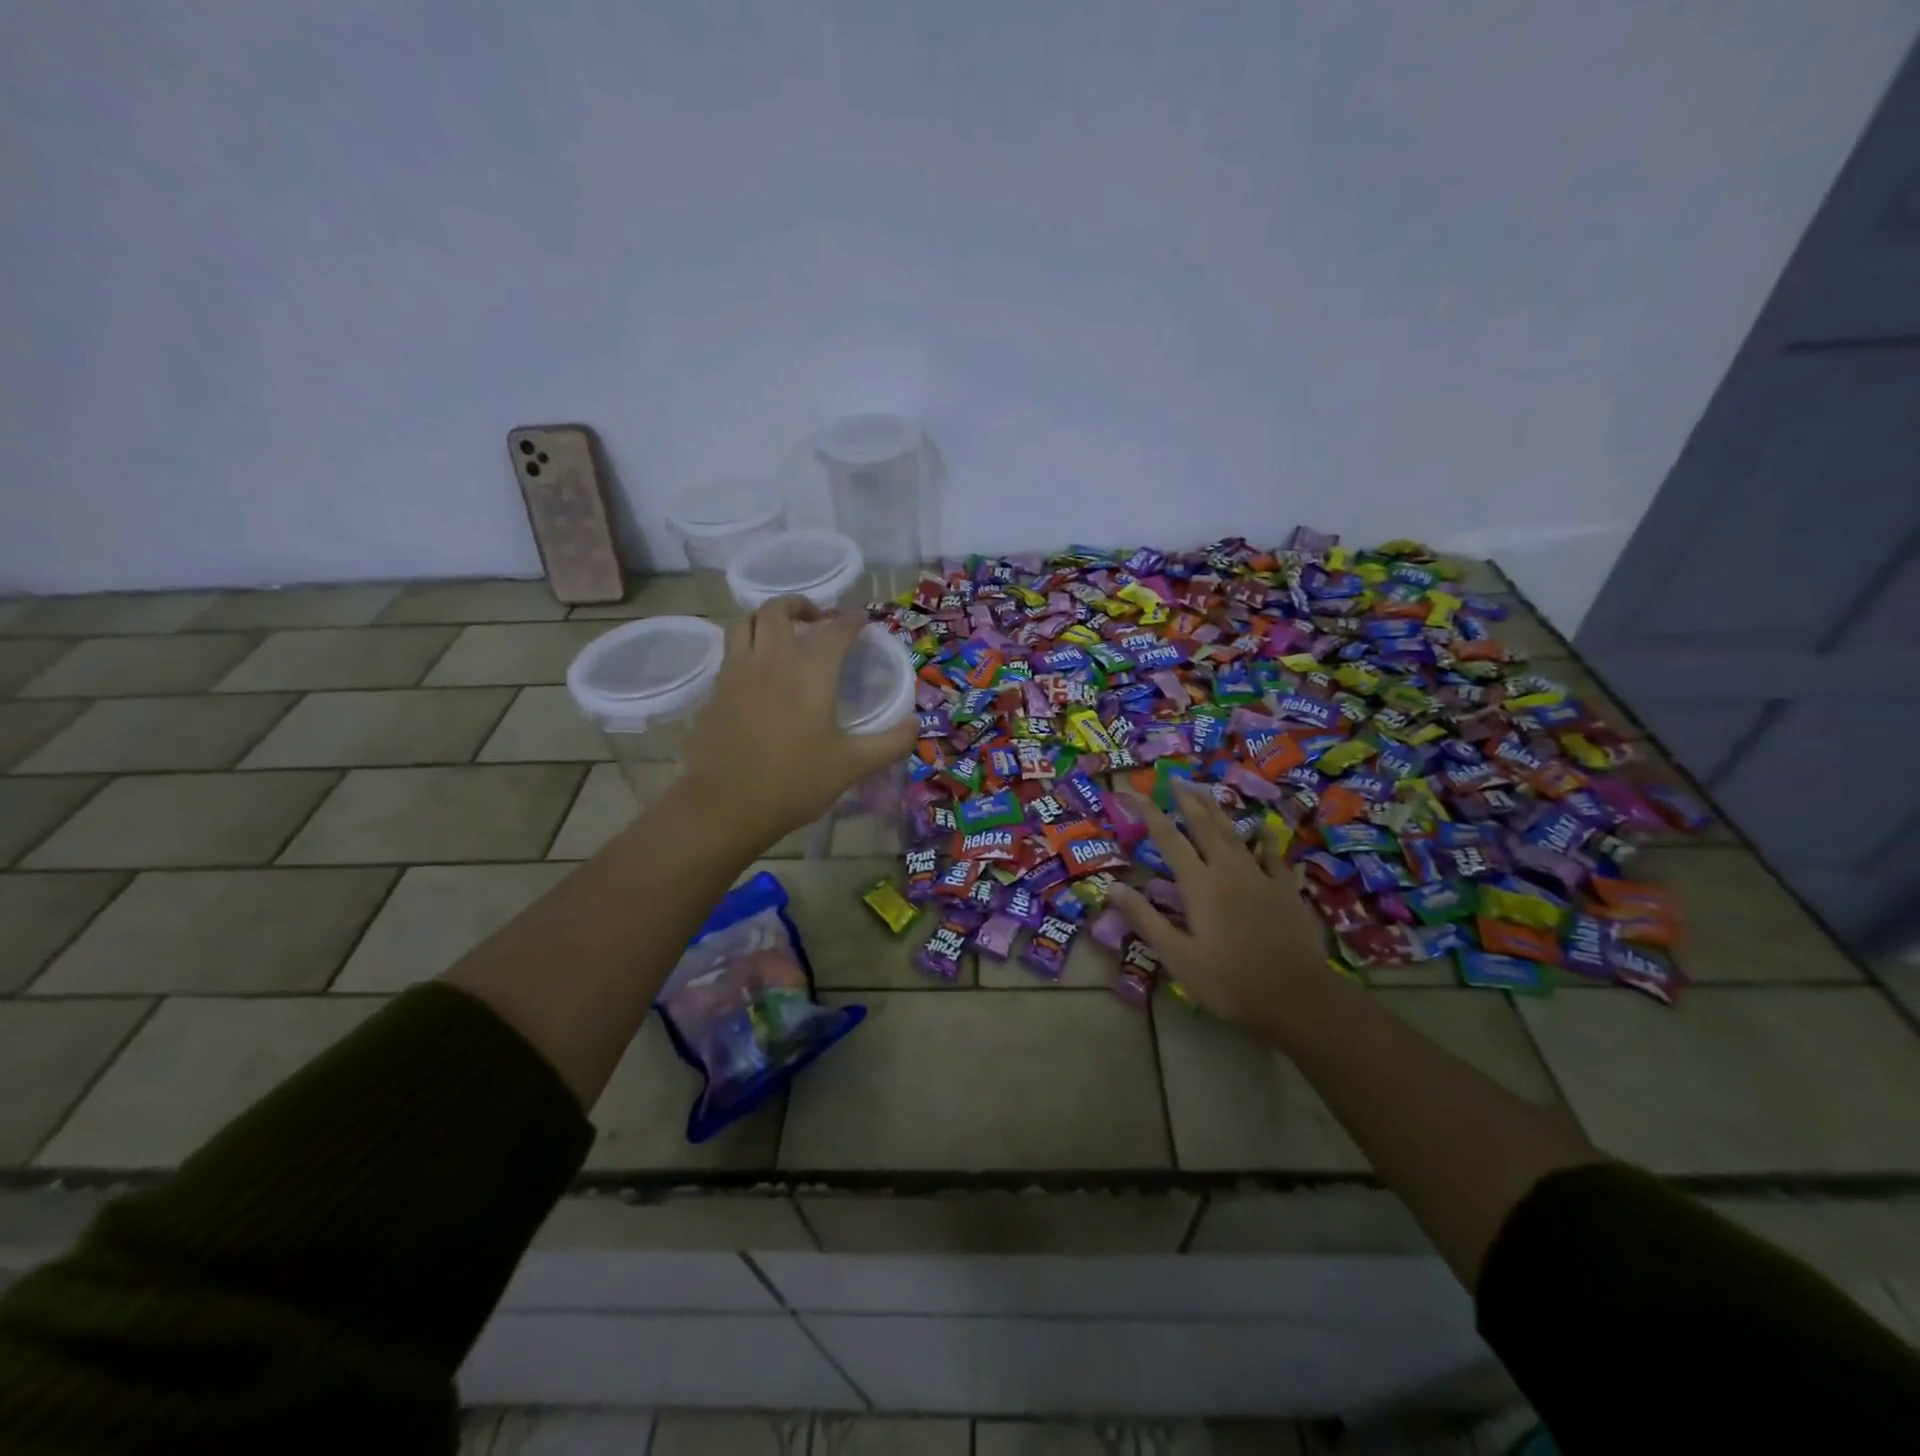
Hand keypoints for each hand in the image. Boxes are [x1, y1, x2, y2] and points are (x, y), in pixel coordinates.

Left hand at [676, 597, 917, 849]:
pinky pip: (729, 649)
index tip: (862, 621)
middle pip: (779, 611)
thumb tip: (915, 724)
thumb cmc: (795, 782)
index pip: (835, 630)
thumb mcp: (852, 766)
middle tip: (817, 620)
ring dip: (766, 618)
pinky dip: (746, 643)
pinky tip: (758, 668)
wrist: (726, 805)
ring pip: (745, 622)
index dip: (851, 621)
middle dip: (801, 606)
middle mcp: (772, 659)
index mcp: (810, 672)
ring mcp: (738, 671)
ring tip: (782, 633)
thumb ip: (890, 743)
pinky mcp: (715, 689)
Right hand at [1109, 779, 1345, 1047]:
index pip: (1167, 838)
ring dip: (1217, 809)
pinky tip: (1261, 827)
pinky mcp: (1285, 890)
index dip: (1147, 812)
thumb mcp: (1177, 956)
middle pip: (1204, 825)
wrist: (1297, 997)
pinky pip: (1272, 854)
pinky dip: (1264, 837)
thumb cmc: (1229, 980)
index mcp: (1199, 884)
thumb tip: (1112, 886)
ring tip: (1205, 790)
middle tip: (1174, 778)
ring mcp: (1260, 877)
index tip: (1131, 792)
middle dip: (1187, 800)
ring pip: (1234, 833)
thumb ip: (1145, 919)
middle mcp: (1227, 870)